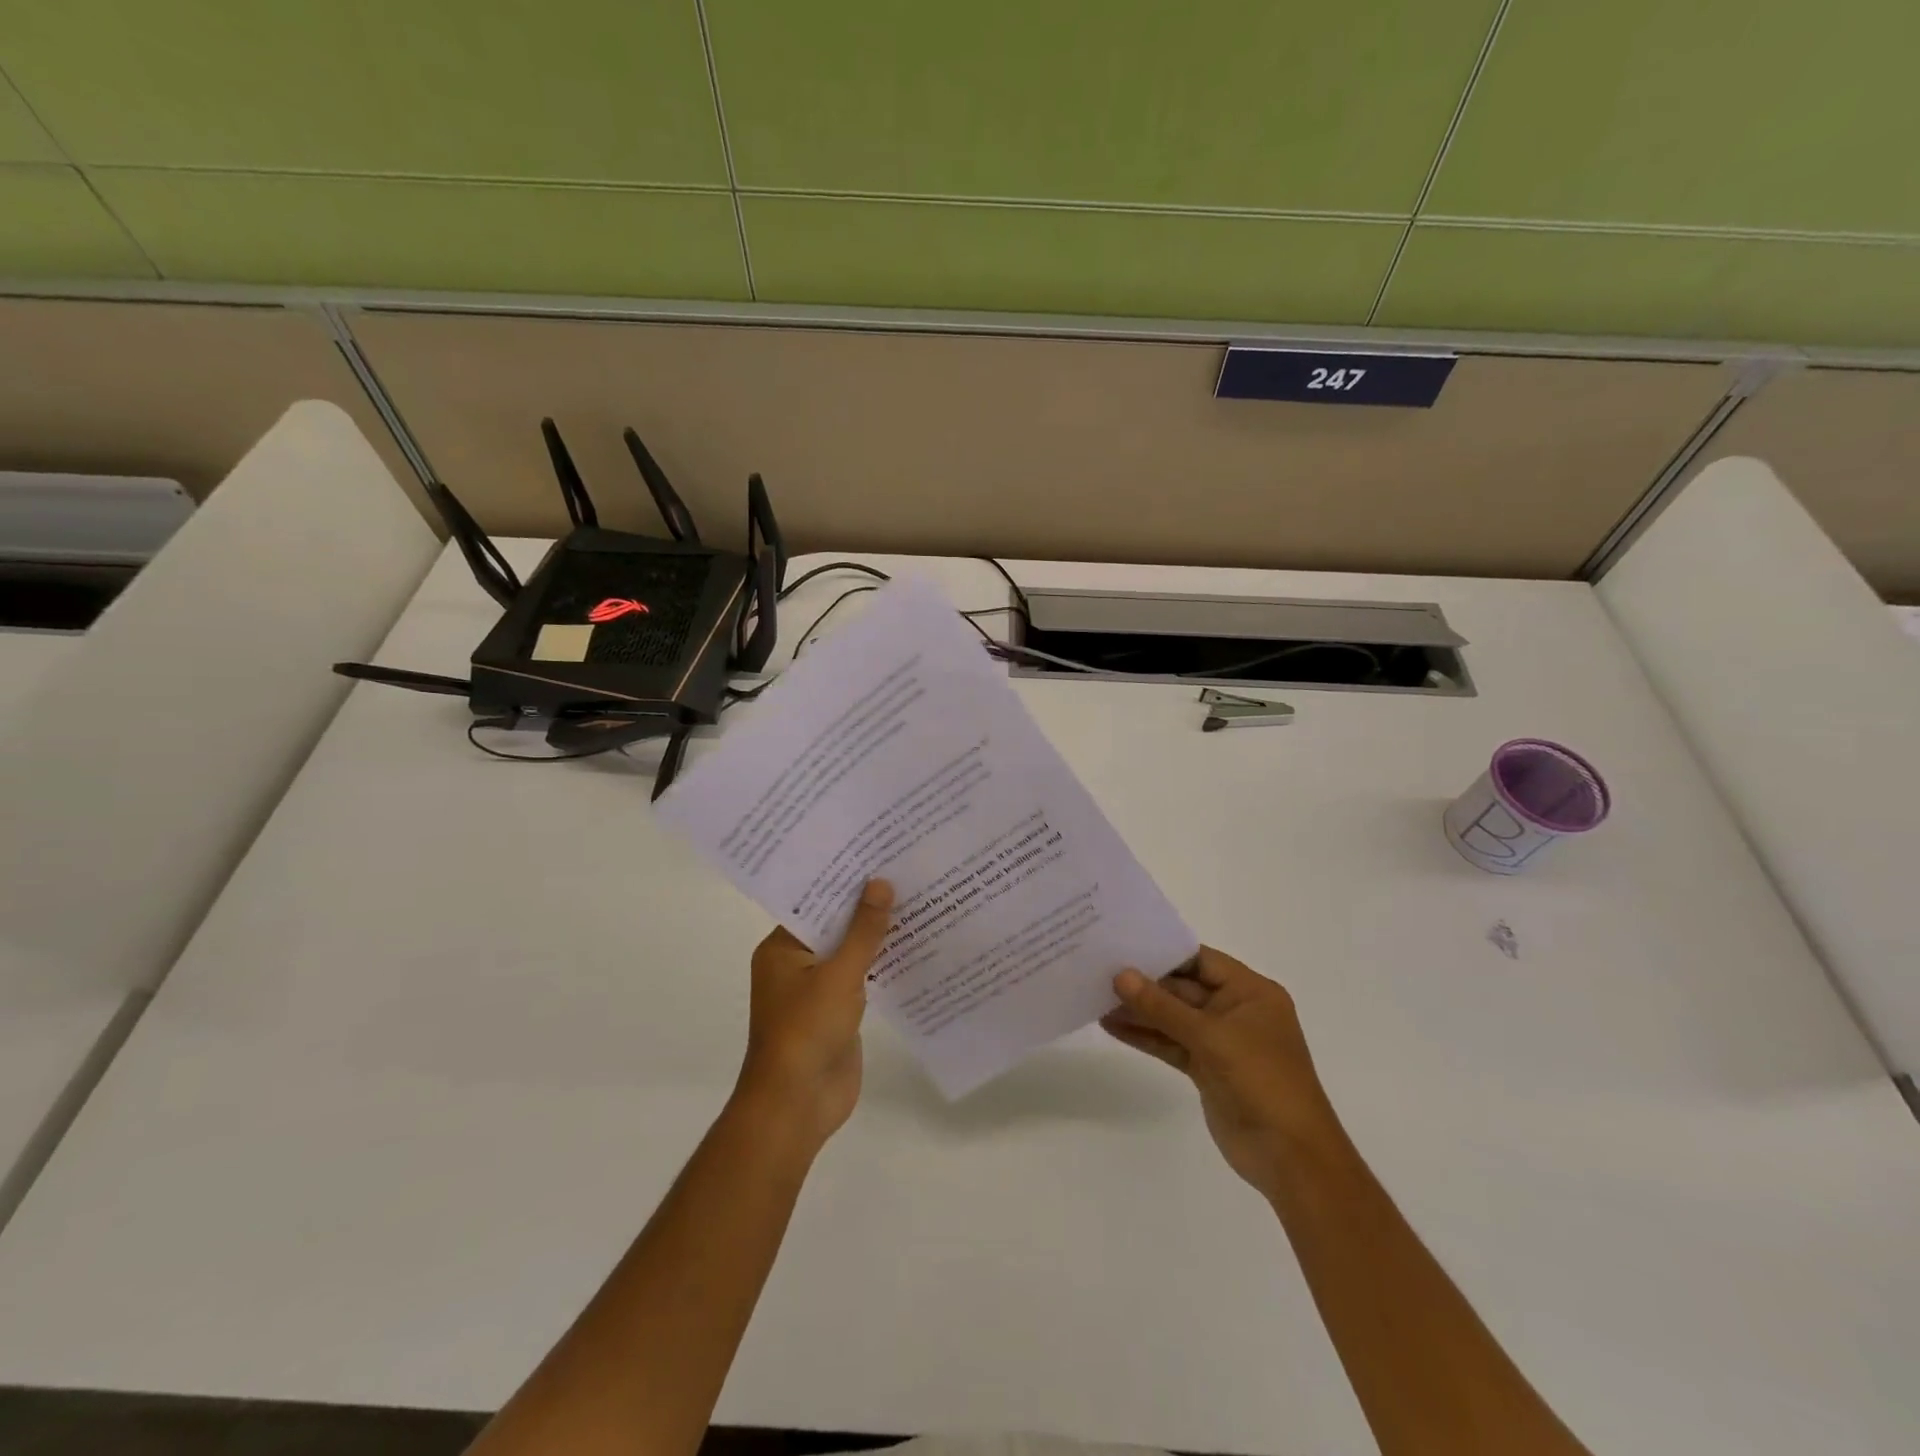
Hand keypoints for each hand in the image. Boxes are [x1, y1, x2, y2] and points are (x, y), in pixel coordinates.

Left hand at [734, 880, 893, 1151]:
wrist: (798, 1105)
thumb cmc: (807, 1031)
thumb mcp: (838, 974)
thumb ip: (863, 930)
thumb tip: (881, 883)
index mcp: (782, 948)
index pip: (813, 901)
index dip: (843, 879)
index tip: (875, 853)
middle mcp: (796, 963)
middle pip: (834, 924)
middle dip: (865, 904)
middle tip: (904, 869)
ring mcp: (817, 988)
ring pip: (850, 950)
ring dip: (877, 933)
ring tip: (916, 897)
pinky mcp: (838, 1010)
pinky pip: (862, 975)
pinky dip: (882, 962)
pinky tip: (915, 943)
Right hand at [1101, 947, 1346, 1200]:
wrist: (1290, 1156)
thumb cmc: (1261, 1080)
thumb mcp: (1210, 1037)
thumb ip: (1162, 1006)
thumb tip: (1121, 975)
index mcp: (1251, 992)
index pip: (1201, 960)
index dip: (1163, 952)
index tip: (1123, 942)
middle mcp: (1236, 1011)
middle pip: (1184, 988)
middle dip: (1145, 984)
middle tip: (1100, 971)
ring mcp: (1221, 1042)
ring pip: (1174, 1018)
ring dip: (1140, 1011)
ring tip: (1096, 998)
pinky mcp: (1208, 1070)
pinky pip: (1172, 1044)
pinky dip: (1146, 1036)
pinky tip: (1113, 1027)